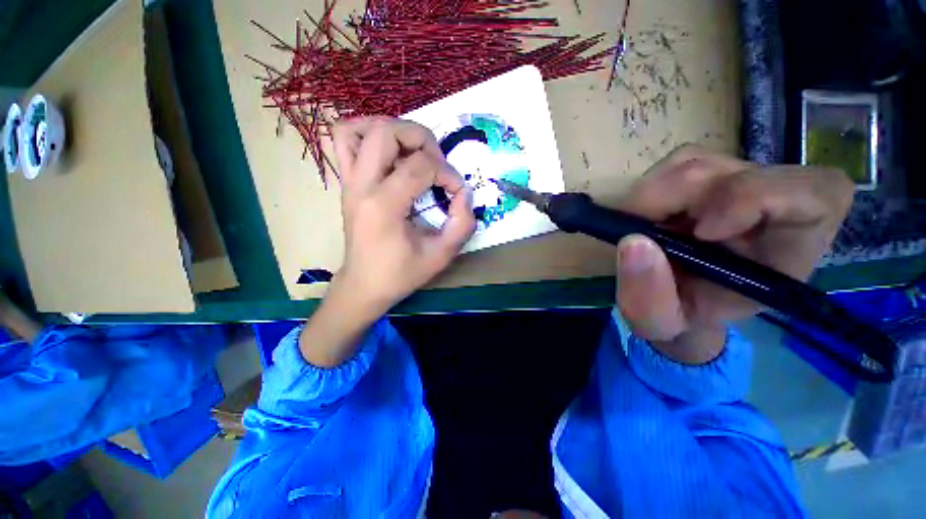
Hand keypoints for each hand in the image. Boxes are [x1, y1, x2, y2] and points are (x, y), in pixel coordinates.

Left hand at [300, 117, 475, 365]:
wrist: (364, 285)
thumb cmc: (401, 273)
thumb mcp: (441, 255)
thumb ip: (462, 224)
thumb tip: (465, 193)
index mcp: (384, 205)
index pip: (421, 166)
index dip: (447, 174)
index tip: (457, 192)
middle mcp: (361, 186)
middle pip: (386, 132)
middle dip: (421, 139)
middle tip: (437, 162)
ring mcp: (348, 182)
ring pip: (360, 129)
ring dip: (392, 130)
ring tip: (413, 151)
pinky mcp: (346, 183)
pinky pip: (344, 141)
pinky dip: (366, 134)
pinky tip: (388, 152)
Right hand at [614, 145, 853, 363]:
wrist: (676, 299)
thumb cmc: (681, 316)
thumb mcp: (660, 324)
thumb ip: (648, 298)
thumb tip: (633, 242)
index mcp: (788, 249)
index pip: (814, 194)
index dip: (757, 198)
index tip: (701, 231)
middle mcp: (772, 205)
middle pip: (734, 172)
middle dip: (675, 200)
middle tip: (639, 233)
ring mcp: (738, 183)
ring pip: (700, 162)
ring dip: (655, 195)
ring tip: (642, 229)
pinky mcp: (706, 175)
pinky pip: (679, 162)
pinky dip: (651, 187)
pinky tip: (645, 215)